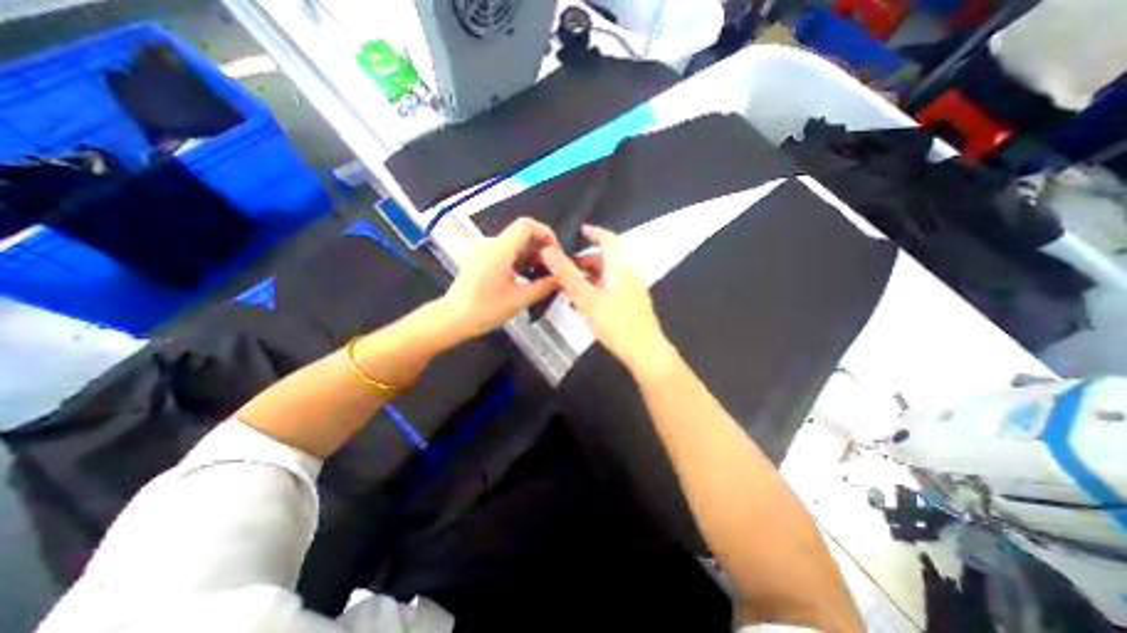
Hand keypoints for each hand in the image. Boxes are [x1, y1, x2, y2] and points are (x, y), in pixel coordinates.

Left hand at [442, 216, 560, 338]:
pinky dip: (521, 261)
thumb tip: (561, 279)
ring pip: (516, 244)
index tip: (555, 253)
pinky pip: (506, 253)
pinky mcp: (482, 260)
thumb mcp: (519, 299)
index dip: (546, 234)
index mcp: (500, 249)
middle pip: (523, 234)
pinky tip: (528, 277)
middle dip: (541, 248)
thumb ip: (544, 286)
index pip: (527, 225)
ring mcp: (485, 252)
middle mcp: (491, 245)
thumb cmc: (484, 309)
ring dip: (532, 256)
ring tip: (543, 276)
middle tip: (553, 268)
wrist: (453, 318)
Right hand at [538, 224, 667, 368]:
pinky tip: (581, 305)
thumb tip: (548, 251)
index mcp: (619, 268)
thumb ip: (567, 275)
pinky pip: (609, 290)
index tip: (580, 231)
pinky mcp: (630, 304)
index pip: (608, 240)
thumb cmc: (617, 324)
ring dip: (587, 278)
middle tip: (563, 268)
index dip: (594, 232)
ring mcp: (630, 290)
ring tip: (567, 287)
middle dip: (583, 262)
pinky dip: (594, 291)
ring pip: (605, 277)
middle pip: (604, 260)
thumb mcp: (588, 299)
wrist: (645, 352)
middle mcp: (627, 275)